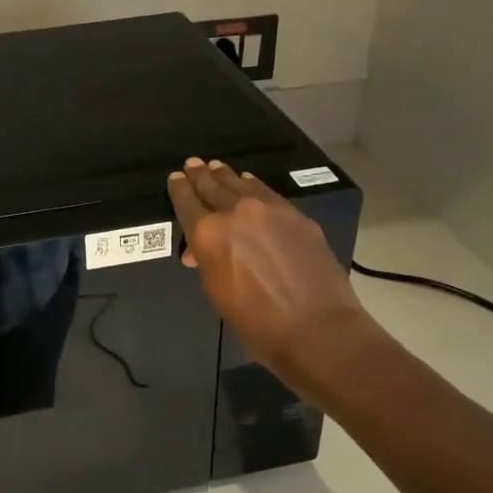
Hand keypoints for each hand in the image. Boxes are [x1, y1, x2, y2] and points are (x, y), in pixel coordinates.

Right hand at [168, 158, 377, 387]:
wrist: (316, 327)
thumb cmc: (257, 323)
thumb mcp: (218, 293)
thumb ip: (208, 262)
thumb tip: (202, 251)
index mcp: (208, 234)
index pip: (187, 202)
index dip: (179, 189)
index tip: (176, 178)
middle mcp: (235, 213)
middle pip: (213, 186)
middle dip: (200, 175)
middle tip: (192, 164)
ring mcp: (269, 210)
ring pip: (241, 184)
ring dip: (226, 176)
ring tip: (217, 167)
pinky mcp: (296, 215)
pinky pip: (267, 193)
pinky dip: (253, 186)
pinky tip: (250, 184)